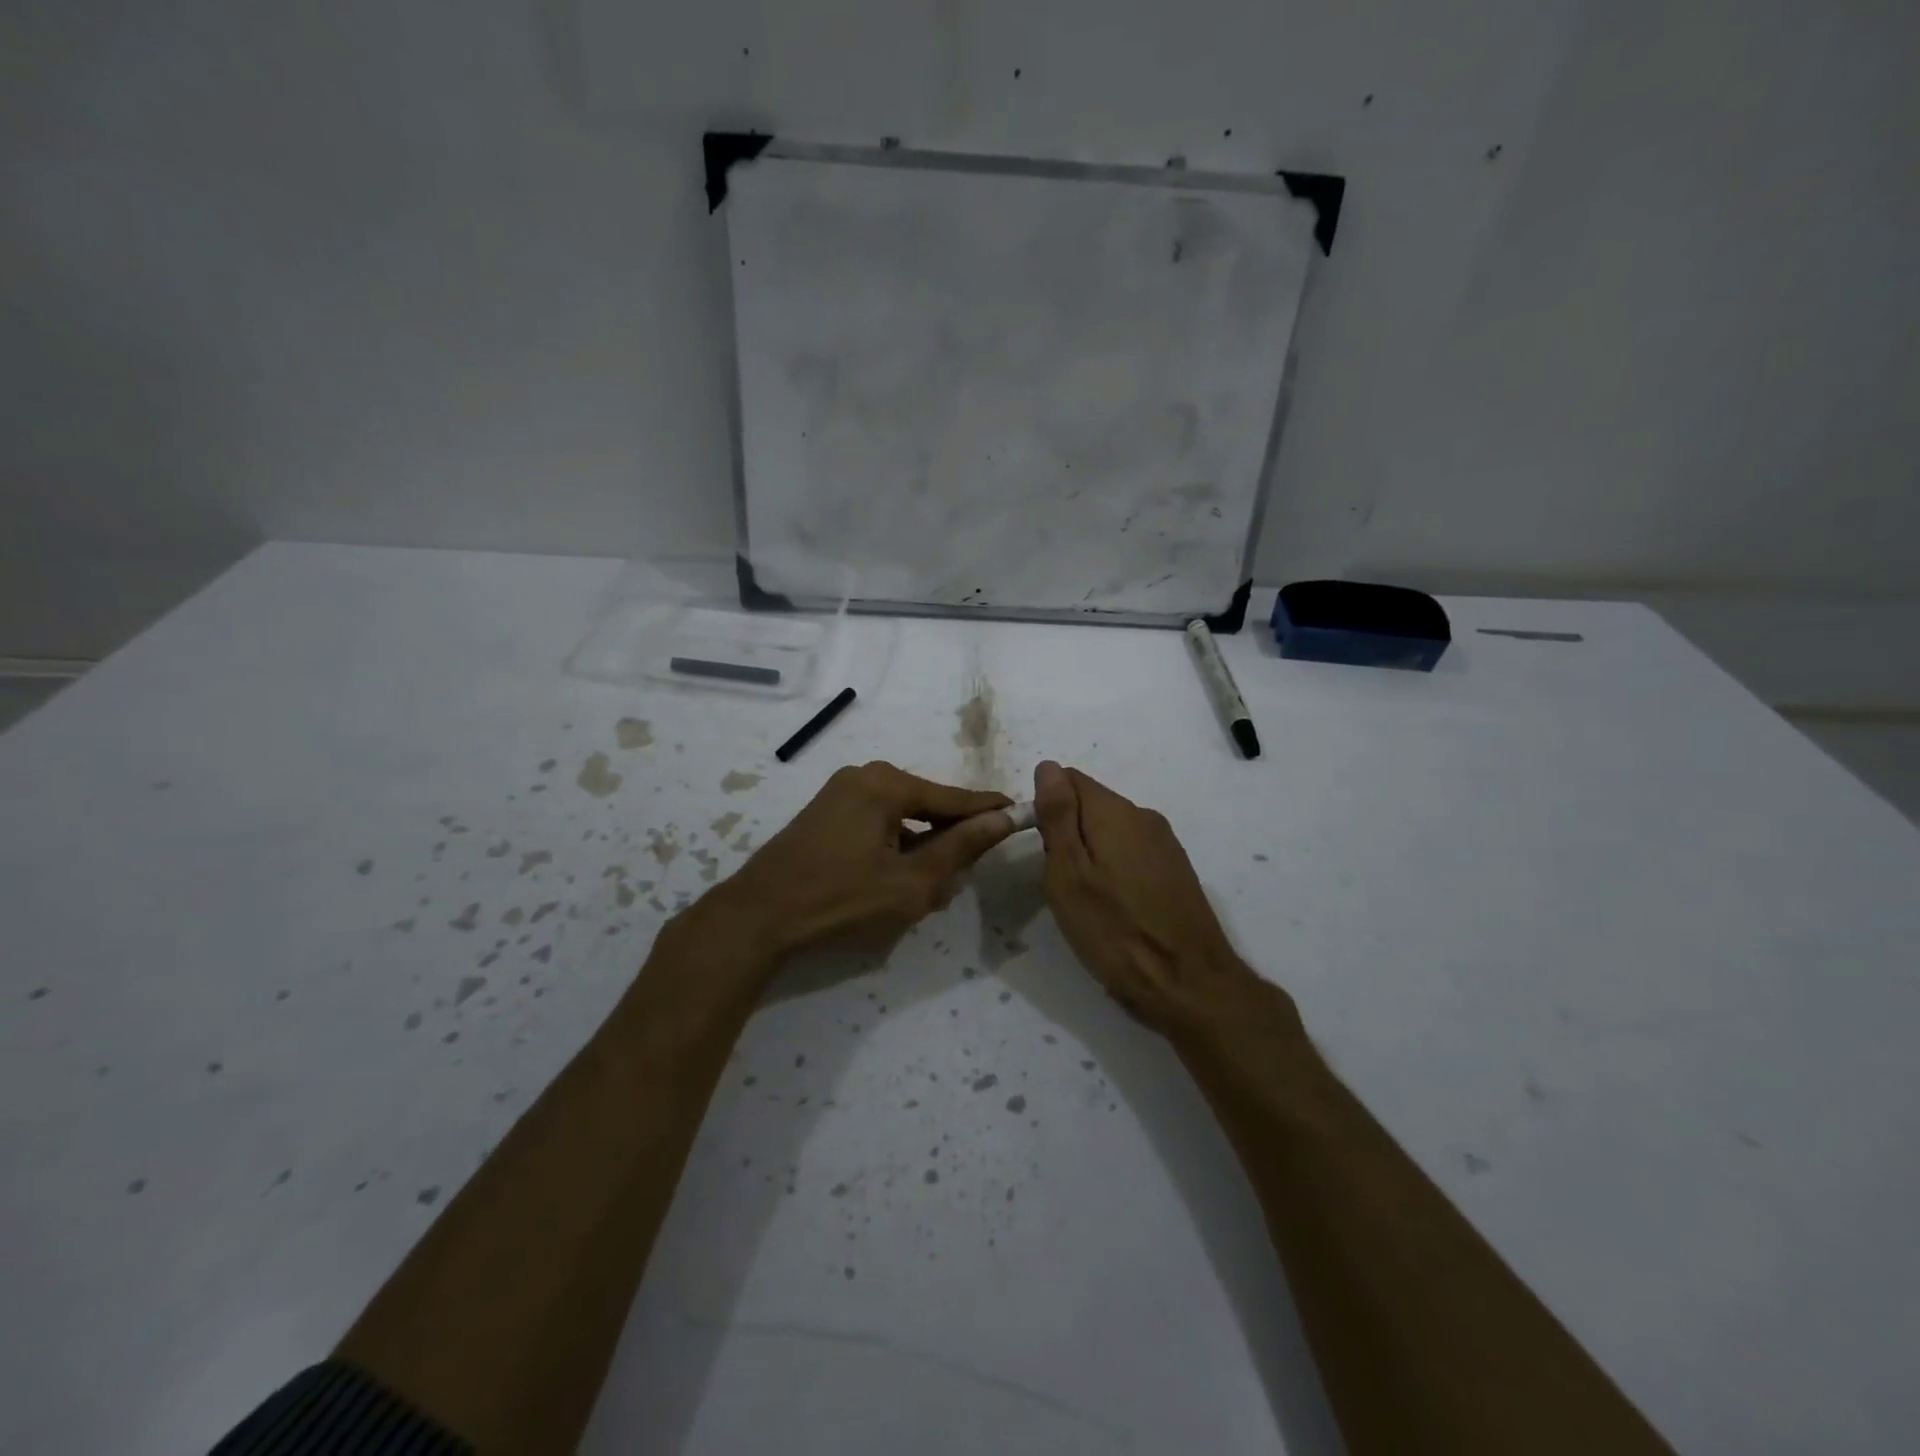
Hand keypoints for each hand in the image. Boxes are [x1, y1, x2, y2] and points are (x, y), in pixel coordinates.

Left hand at [709, 761, 1015, 961]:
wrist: (757, 917)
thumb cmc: (841, 900)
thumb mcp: (911, 882)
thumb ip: (960, 848)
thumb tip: (1001, 818)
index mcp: (886, 784)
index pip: (953, 797)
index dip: (988, 810)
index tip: (1020, 812)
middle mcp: (864, 776)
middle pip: (926, 805)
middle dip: (949, 838)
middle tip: (968, 871)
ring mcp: (840, 793)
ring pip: (901, 817)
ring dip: (921, 848)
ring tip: (932, 886)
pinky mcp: (825, 813)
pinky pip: (877, 824)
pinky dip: (895, 847)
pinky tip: (898, 880)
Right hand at [1032, 761, 1293, 1042]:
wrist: (1189, 986)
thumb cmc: (1116, 931)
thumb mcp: (1069, 874)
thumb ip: (1058, 816)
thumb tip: (1048, 766)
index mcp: (1115, 812)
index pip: (1068, 779)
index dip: (1046, 808)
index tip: (1043, 850)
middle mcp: (1144, 817)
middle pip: (1091, 804)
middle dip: (1067, 834)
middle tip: (1062, 884)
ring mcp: (1165, 844)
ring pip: (1111, 832)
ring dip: (1090, 854)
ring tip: (1086, 902)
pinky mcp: (1176, 871)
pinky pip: (1132, 853)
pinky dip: (1114, 870)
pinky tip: (1115, 908)